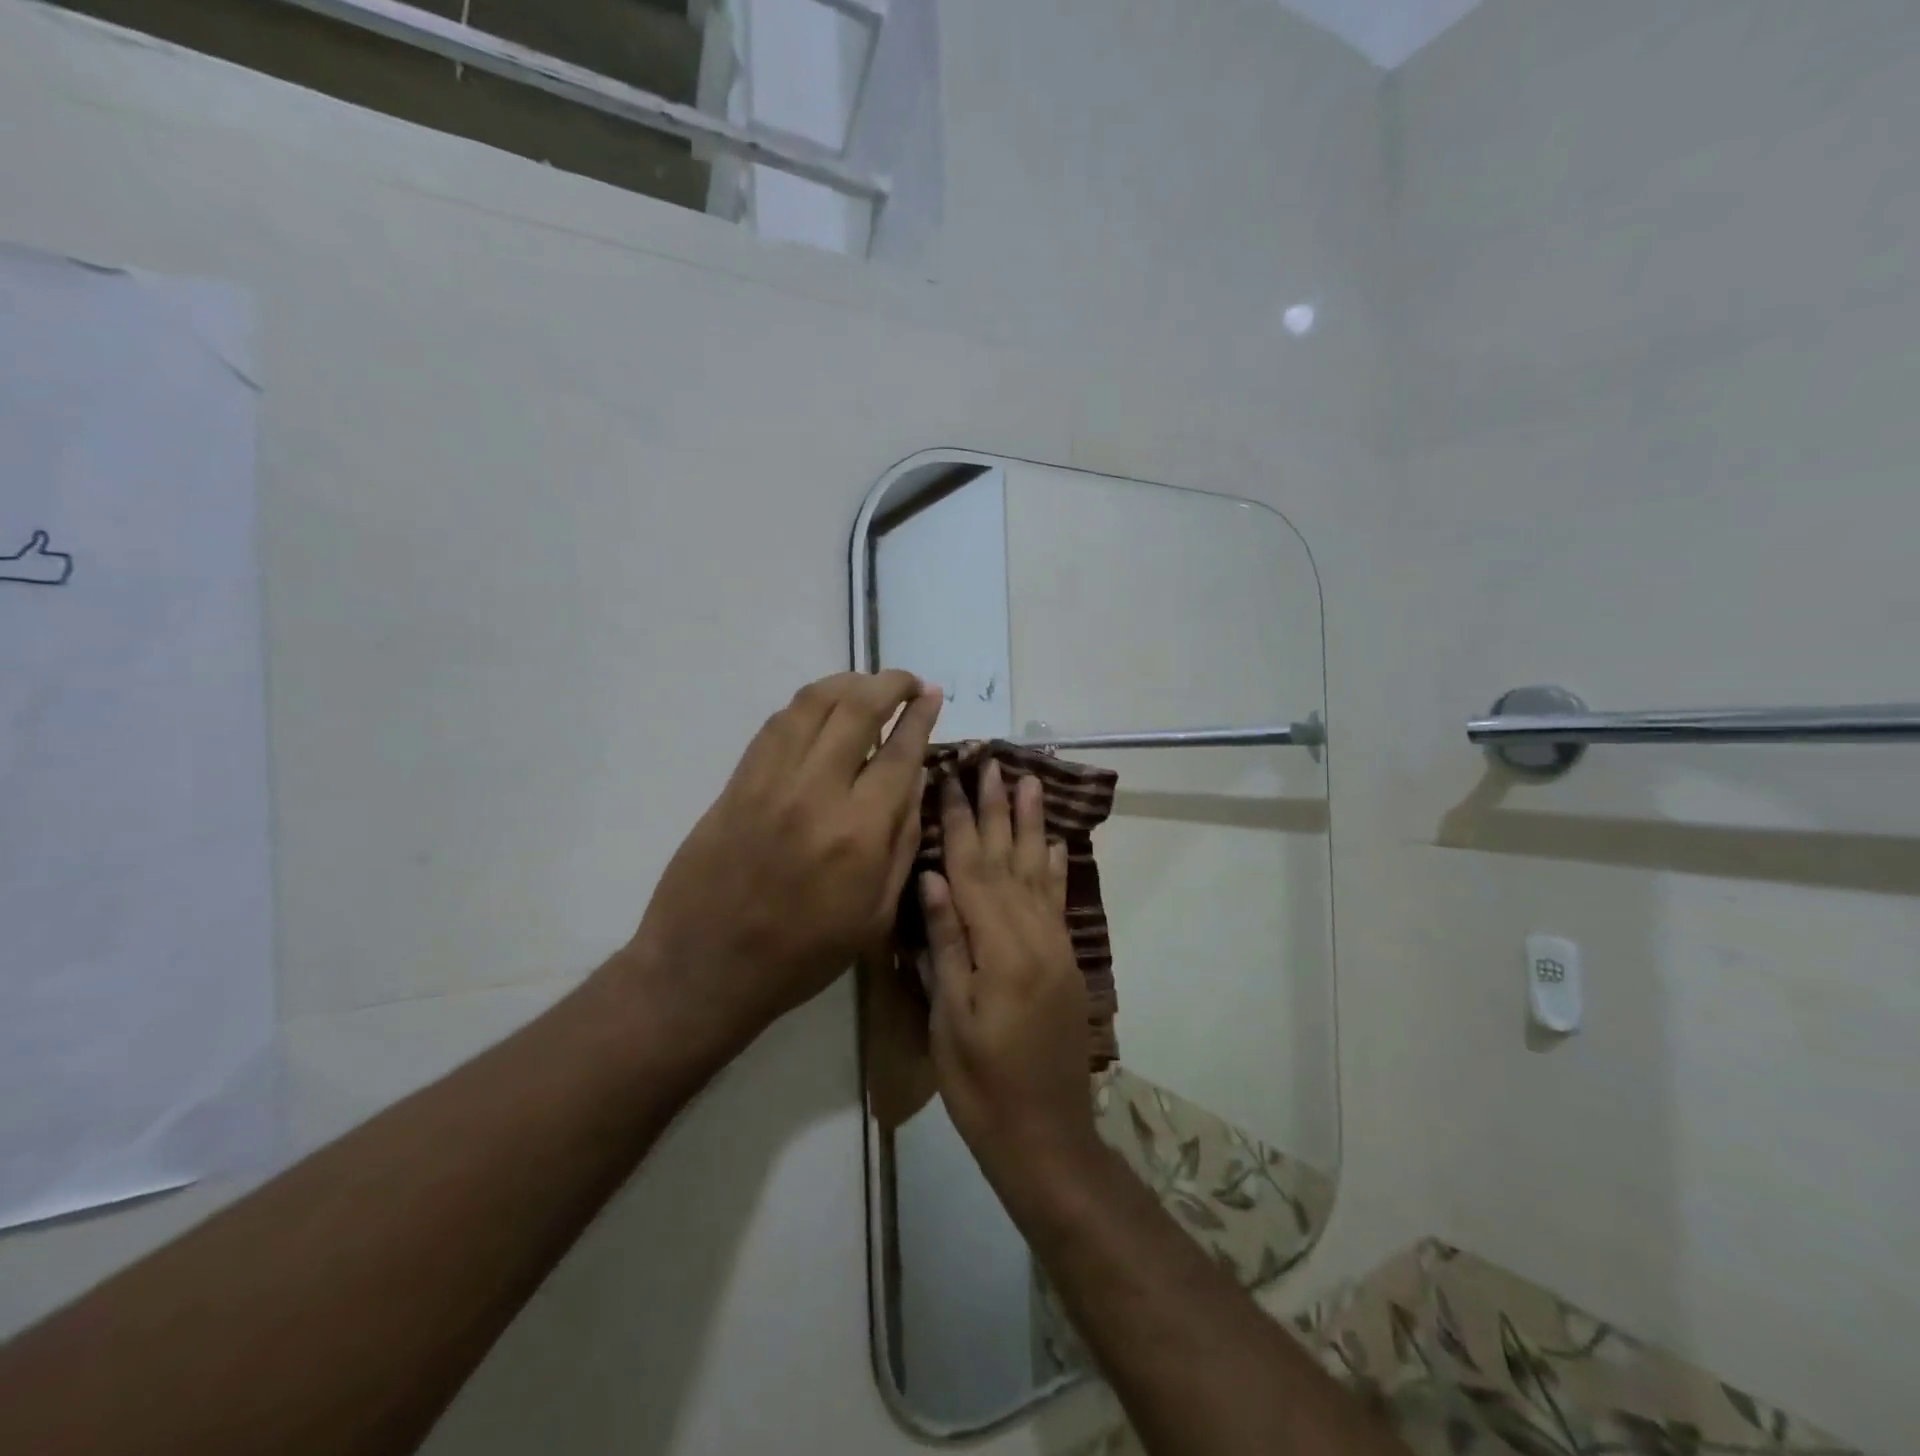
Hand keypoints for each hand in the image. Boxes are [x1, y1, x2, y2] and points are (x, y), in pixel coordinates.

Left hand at [616, 671, 941, 1055]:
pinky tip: (822, 711)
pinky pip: (776, 724)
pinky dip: (806, 706)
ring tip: (867, 686)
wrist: (706, 968)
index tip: (933, 695)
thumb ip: (903, 841)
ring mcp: (769, 782)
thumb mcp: (875, 914)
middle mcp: (816, 792)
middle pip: (857, 708)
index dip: (921, 716)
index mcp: (859, 832)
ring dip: (847, 683)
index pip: (899, 751)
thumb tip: (914, 778)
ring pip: (812, 703)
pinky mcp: (737, 782)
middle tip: (908, 683)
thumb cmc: (803, 954)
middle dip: (890, 683)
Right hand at [922, 761, 1102, 1202]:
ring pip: (1038, 870)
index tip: (949, 778)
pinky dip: (1053, 865)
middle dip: (998, 808)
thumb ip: (946, 943)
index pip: (973, 868)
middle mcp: (1033, 934)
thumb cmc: (981, 1084)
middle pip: (1009, 858)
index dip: (959, 821)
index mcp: (999, 947)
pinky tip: (1052, 841)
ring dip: (1031, 823)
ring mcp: (1054, 945)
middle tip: (992, 763)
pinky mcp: (1064, 960)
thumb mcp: (950, 1018)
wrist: (1046, 1135)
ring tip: (1029, 781)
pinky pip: (1057, 900)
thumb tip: (934, 876)